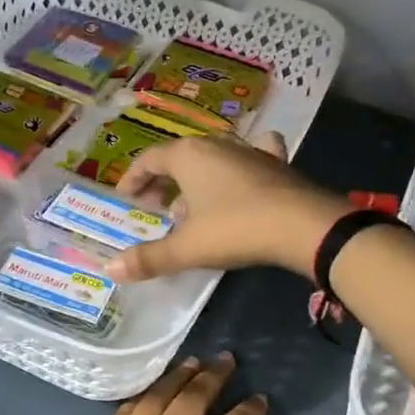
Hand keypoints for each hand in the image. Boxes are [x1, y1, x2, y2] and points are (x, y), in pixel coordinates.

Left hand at [47, 354, 298, 414]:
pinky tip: (150, 390)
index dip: (249, 412)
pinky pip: (125, 410)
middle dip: (214, 376)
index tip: (260, 398)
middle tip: (226, 358)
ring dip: (178, 377)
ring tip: (192, 361)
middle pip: (193, 399)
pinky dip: (143, 395)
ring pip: (157, 396)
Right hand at [107, 132, 345, 282]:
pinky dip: (241, 165)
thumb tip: (110, 270)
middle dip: (163, 180)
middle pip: (179, 157)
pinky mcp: (276, 164)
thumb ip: (149, 258)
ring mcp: (249, 151)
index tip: (124, 198)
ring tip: (192, 205)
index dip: (133, 178)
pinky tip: (244, 175)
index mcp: (188, 155)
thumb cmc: (236, 228)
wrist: (304, 225)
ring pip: (213, 157)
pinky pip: (251, 156)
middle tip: (155, 207)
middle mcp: (216, 144)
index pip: (149, 159)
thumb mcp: (188, 247)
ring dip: (198, 177)